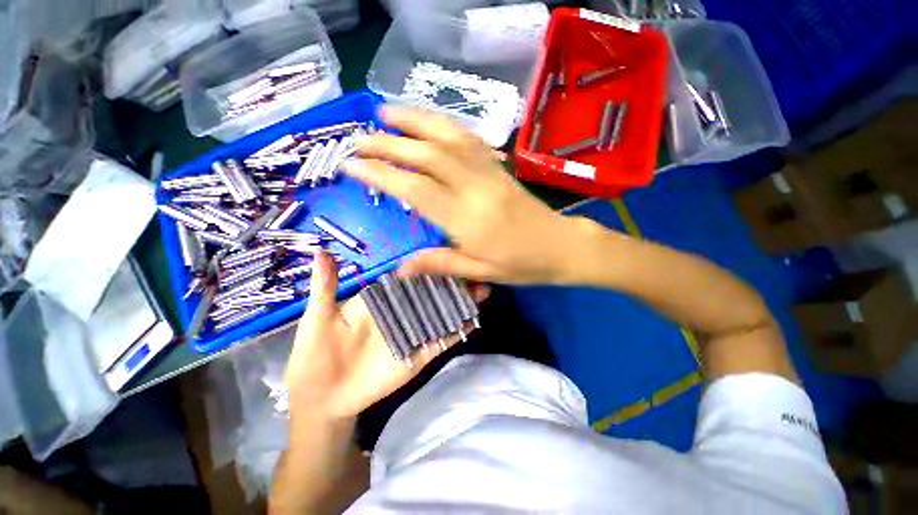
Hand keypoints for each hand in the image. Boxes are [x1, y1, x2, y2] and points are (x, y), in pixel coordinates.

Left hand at [284, 252, 486, 421]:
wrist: (322, 399)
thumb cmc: (315, 356)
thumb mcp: (318, 318)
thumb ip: (326, 287)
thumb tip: (322, 250)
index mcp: (381, 301)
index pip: (410, 279)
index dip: (429, 267)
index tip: (449, 255)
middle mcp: (401, 313)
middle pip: (431, 294)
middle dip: (453, 283)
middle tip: (475, 271)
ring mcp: (412, 334)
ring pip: (440, 314)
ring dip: (461, 303)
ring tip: (483, 291)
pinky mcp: (418, 355)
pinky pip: (441, 340)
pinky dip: (458, 330)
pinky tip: (474, 320)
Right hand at [343, 106, 580, 284]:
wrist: (561, 246)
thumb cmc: (522, 265)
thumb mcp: (480, 272)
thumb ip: (440, 264)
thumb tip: (399, 268)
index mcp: (467, 220)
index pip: (415, 189)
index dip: (380, 175)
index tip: (352, 165)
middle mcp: (475, 188)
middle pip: (427, 156)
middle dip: (389, 143)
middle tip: (359, 137)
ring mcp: (489, 173)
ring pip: (448, 137)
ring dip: (415, 120)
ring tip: (386, 111)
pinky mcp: (499, 167)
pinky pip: (469, 139)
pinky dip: (445, 124)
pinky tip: (430, 121)